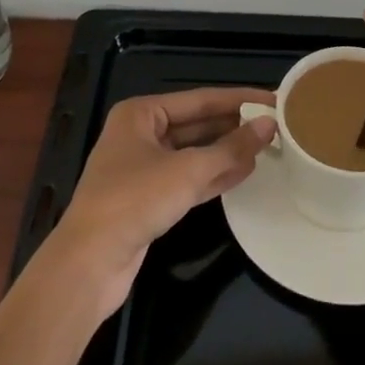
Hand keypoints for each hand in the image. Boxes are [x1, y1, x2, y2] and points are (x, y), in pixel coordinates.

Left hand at [48, 87, 276, 316]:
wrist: (88, 265)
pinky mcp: (148, 200)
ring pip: (194, 153)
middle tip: (275, 125)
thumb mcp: (188, 170)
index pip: (200, 99)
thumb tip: (269, 124)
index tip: (273, 99)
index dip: (238, 99)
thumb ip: (231, 148)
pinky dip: (214, 176)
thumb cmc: (134, 201)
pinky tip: (244, 172)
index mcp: (141, 113)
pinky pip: (188, 179)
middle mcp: (140, 134)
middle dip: (233, 126)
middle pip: (197, 125)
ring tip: (267, 147)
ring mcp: (143, 168)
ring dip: (227, 152)